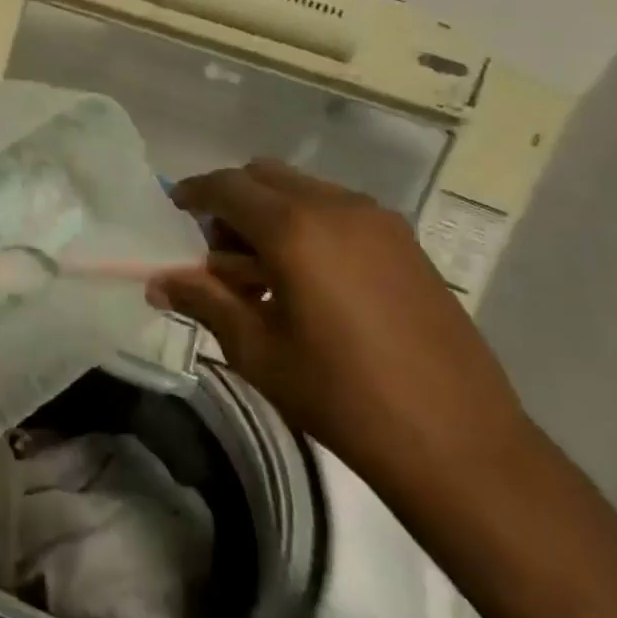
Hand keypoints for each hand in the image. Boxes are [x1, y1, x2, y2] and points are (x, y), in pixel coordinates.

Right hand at [152, 160, 527, 481]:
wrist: (458, 441)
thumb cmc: (342, 396)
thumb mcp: (259, 350)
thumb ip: (204, 301)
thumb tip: (158, 281)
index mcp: (294, 228)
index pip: (226, 186)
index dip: (194, 192)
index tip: (175, 209)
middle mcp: (335, 206)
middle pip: (264, 176)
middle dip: (232, 202)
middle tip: (220, 255)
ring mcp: (378, 220)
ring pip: (302, 189)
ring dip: (270, 212)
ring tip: (267, 275)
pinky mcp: (405, 241)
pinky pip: (337, 209)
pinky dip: (308, 223)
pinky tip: (311, 281)